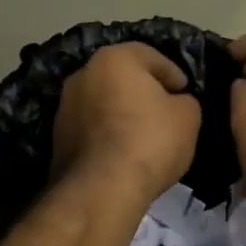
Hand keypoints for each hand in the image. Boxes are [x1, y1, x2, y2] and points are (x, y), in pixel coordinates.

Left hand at [52, 43, 201, 201]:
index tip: (185, 94)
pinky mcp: (57, 137)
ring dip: (123, 113)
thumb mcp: (188, 116)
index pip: (152, 57)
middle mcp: (83, 74)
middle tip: (166, 113)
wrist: (102, 188)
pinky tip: (124, 153)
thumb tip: (175, 103)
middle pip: (123, 78)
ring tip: (145, 137)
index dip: (174, 76)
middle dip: (144, 92)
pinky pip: (92, 128)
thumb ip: (185, 101)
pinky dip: (107, 134)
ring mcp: (65, 106)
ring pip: (104, 103)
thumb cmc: (150, 140)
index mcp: (114, 58)